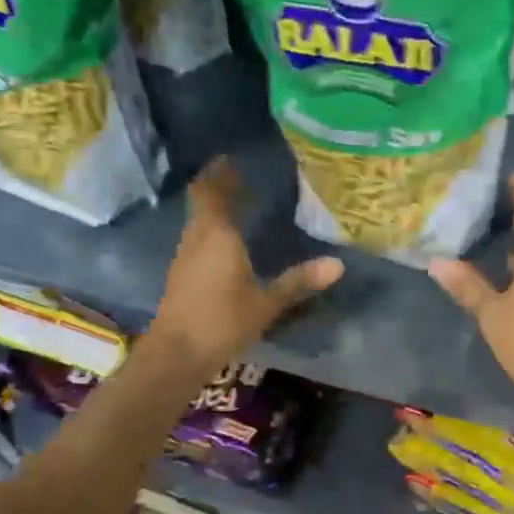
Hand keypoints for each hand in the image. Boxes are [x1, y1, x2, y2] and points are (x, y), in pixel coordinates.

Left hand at [150, 158, 343, 372]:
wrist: (176, 354)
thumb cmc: (222, 322)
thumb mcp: (266, 303)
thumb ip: (299, 281)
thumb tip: (338, 264)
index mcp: (217, 234)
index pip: (212, 190)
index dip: (220, 172)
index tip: (233, 158)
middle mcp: (196, 237)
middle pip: (202, 202)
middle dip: (218, 187)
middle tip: (241, 178)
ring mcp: (184, 256)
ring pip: (198, 221)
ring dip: (214, 209)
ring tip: (238, 205)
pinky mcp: (180, 275)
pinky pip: (197, 240)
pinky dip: (211, 231)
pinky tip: (227, 242)